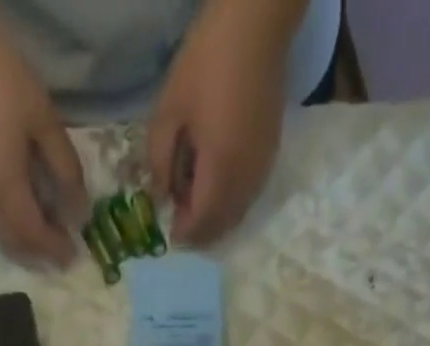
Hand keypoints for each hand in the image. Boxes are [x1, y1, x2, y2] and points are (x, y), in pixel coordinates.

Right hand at [0, 2, 87, 265]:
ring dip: (20, 241)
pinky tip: (16, 212)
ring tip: (41, 234)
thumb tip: (80, 212)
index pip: (34, 235)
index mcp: (5, 189)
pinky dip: (3, 224)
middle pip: (13, 242)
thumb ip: (66, 170)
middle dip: (38, 252)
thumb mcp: (45, 120)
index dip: (55, 249)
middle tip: (59, 248)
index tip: (73, 255)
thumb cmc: (0, 79)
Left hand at [147, 0, 296, 245]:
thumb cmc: (206, 62)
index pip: (201, 222)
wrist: (256, 28)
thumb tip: (160, 196)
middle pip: (221, 226)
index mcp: (219, 170)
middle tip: (180, 222)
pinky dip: (230, 204)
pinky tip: (216, 186)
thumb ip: (160, 160)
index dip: (184, 233)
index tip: (169, 232)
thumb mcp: (169, 109)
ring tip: (195, 203)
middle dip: (200, 232)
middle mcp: (244, 181)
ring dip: (215, 219)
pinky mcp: (269, 158)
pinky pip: (248, 197)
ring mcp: (261, 171)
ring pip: (237, 215)